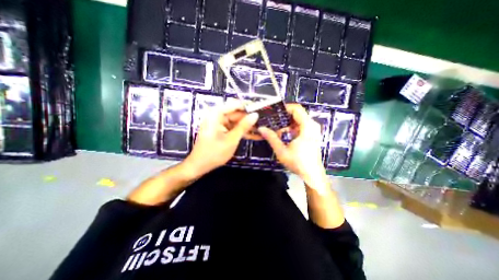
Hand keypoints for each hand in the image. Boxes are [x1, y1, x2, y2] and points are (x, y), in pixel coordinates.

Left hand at [185, 102, 258, 177]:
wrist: (199, 165)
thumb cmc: (214, 153)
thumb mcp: (231, 139)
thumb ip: (244, 126)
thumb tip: (255, 115)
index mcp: (216, 114)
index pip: (235, 104)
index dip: (249, 107)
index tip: (261, 111)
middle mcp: (216, 115)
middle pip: (236, 113)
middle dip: (249, 119)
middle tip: (264, 122)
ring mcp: (218, 123)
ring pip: (236, 121)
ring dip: (247, 126)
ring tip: (261, 130)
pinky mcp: (220, 129)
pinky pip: (233, 127)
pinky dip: (241, 131)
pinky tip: (254, 135)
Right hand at [257, 103, 327, 190]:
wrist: (312, 175)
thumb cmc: (298, 163)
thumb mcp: (282, 151)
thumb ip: (271, 138)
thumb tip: (261, 128)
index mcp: (307, 126)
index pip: (296, 109)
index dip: (284, 108)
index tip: (273, 112)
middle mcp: (312, 125)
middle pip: (297, 113)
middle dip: (283, 116)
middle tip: (271, 120)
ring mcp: (313, 130)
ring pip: (298, 120)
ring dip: (286, 123)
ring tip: (275, 128)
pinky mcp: (311, 135)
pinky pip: (300, 126)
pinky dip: (291, 128)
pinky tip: (282, 134)